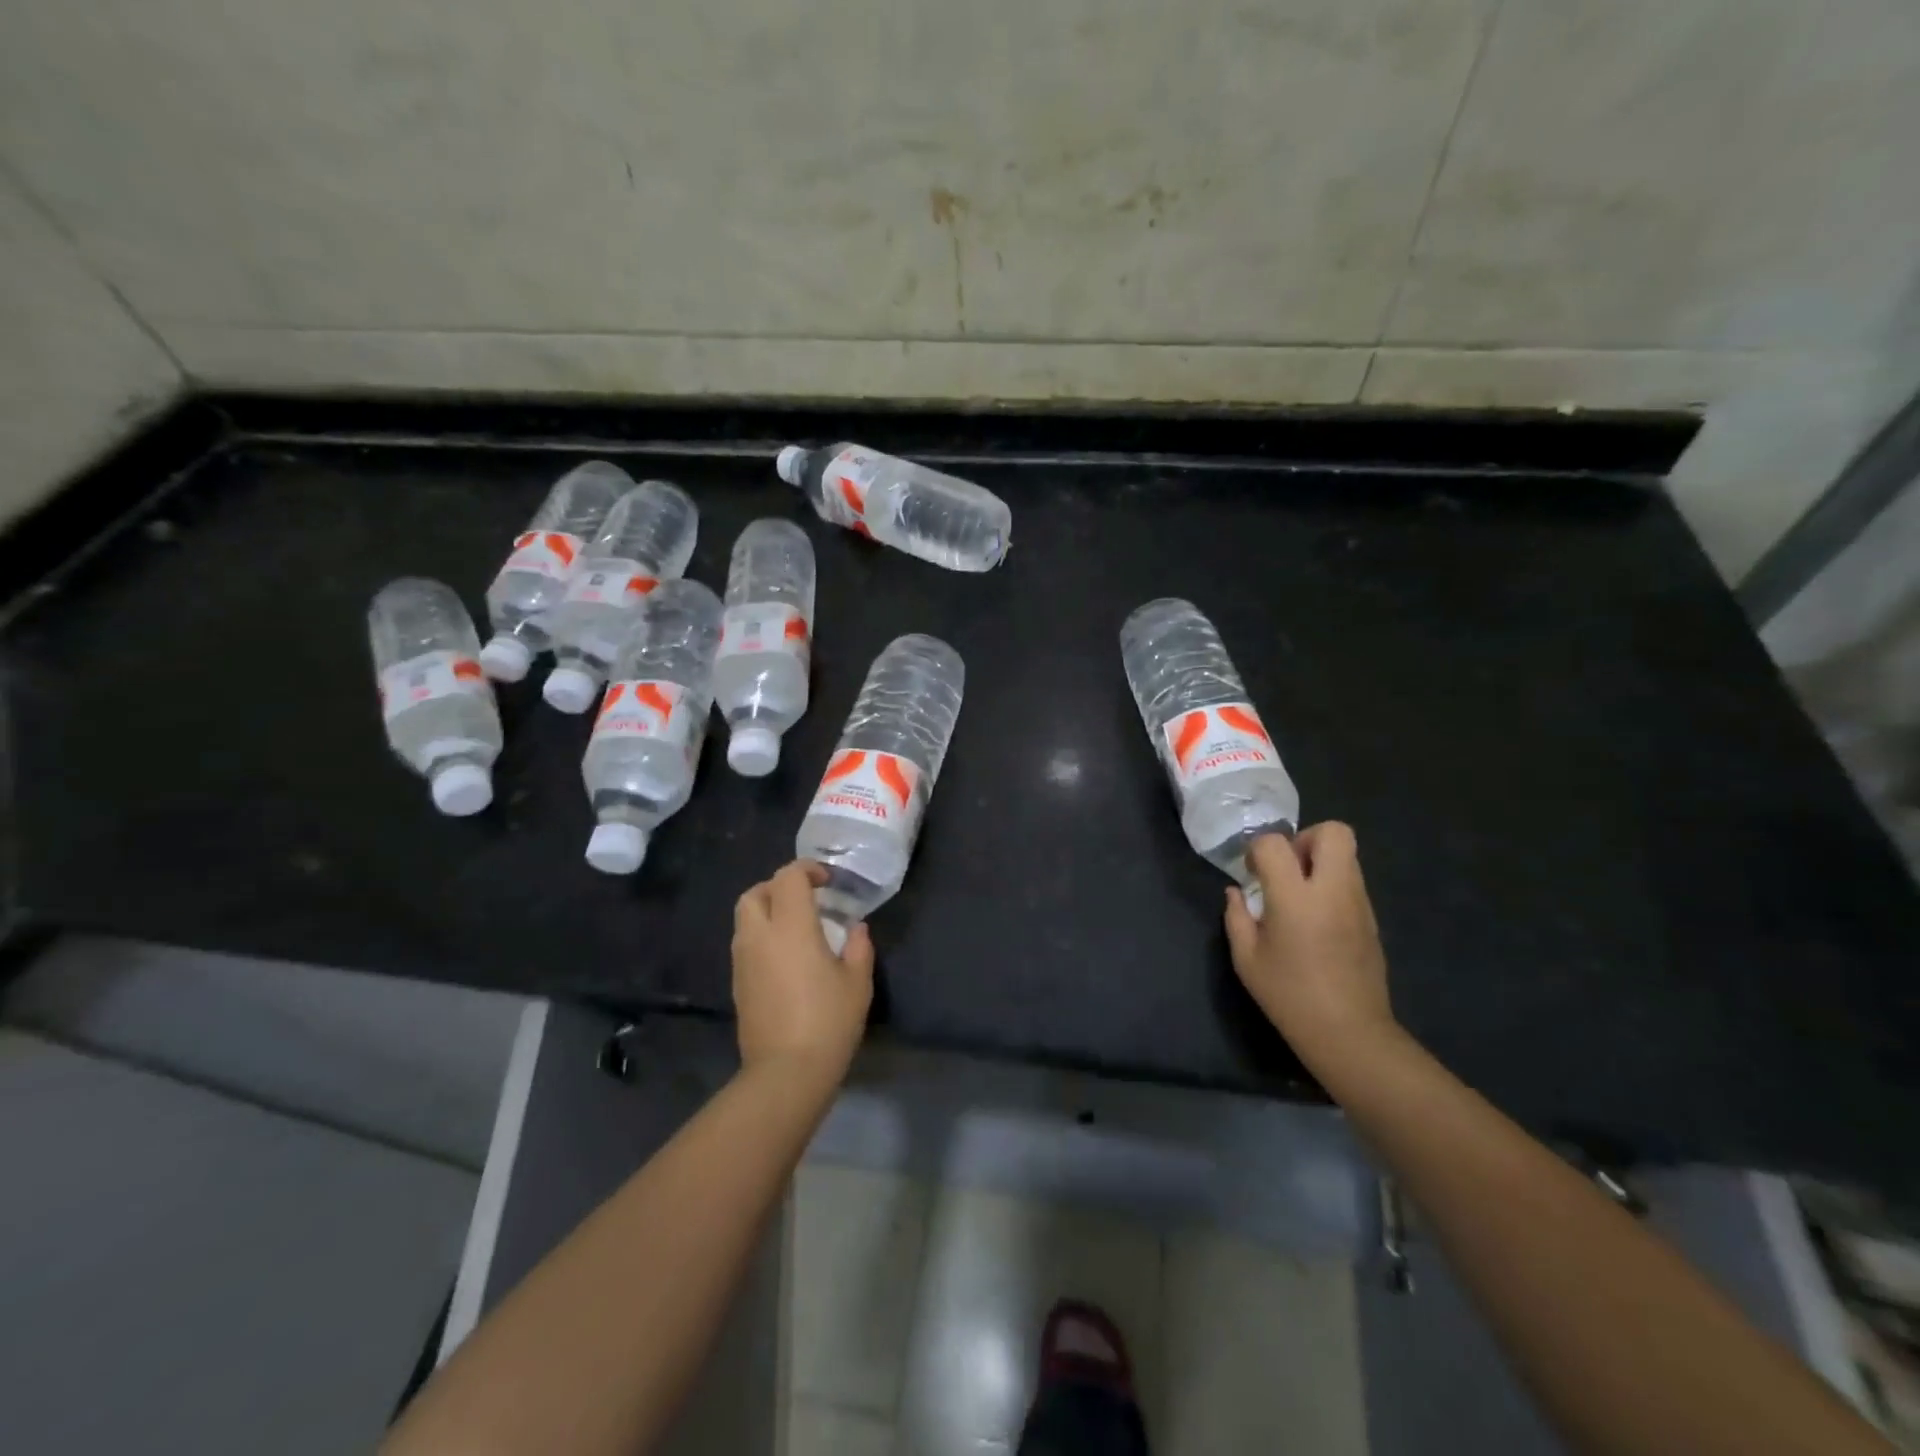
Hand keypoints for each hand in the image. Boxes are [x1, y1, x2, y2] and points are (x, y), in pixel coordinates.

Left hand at [732, 860, 874, 1086]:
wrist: (786, 1073)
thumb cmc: (828, 1021)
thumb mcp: (857, 983)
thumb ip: (858, 948)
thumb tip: (855, 928)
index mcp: (791, 927)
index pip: (788, 878)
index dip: (807, 870)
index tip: (827, 882)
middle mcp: (760, 936)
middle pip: (754, 893)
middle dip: (777, 887)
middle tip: (805, 900)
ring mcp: (743, 961)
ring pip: (745, 919)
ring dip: (767, 912)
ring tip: (796, 928)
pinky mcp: (738, 984)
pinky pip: (745, 945)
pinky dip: (762, 937)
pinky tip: (786, 958)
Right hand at [1224, 823, 1395, 1069]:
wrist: (1349, 1033)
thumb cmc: (1289, 996)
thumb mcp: (1246, 959)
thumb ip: (1237, 917)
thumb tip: (1237, 892)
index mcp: (1296, 898)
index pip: (1275, 844)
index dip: (1258, 849)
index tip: (1251, 871)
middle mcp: (1333, 891)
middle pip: (1333, 832)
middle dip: (1305, 839)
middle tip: (1286, 869)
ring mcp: (1359, 903)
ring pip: (1347, 855)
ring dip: (1321, 862)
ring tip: (1299, 895)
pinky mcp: (1372, 919)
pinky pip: (1352, 882)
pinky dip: (1332, 886)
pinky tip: (1316, 920)